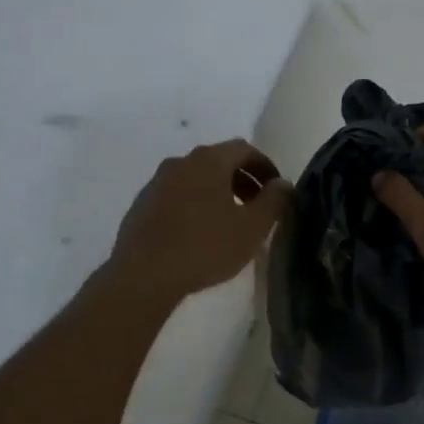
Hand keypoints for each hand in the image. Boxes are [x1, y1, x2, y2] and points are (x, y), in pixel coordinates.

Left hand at [108, 139, 291, 303]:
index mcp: (209, 160)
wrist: (143, 274)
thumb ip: (273, 201)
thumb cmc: (205, 247)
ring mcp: (156, 182)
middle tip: (256, 206)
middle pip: (218, 161)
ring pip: (195, 178)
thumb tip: (282, 184)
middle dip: (242, 179)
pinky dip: (194, 204)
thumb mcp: (252, 228)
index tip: (276, 189)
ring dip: (217, 192)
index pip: (244, 149)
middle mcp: (180, 162)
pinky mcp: (141, 204)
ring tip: (229, 221)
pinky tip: (198, 233)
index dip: (265, 166)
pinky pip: (176, 195)